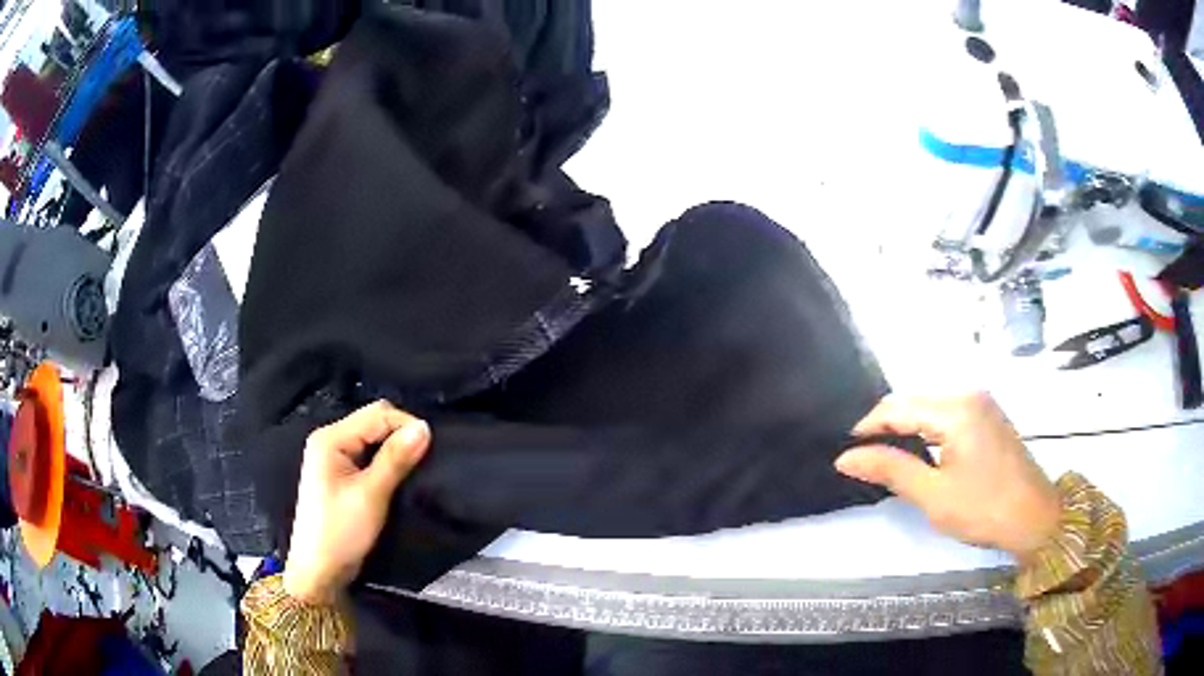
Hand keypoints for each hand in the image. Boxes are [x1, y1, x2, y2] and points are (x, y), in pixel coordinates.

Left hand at [283, 401, 430, 604]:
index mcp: (331, 438)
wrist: (320, 570)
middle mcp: (330, 440)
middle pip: (373, 421)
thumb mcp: (371, 495)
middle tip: (426, 456)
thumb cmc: (341, 532)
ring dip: (395, 447)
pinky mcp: (340, 474)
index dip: (406, 425)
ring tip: (417, 465)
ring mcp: (333, 457)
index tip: (433, 447)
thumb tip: (424, 428)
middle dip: (401, 433)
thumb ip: (395, 459)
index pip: (376, 414)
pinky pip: (368, 454)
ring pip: (372, 438)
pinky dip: (386, 459)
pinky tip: (400, 473)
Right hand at [835, 393, 1059, 562]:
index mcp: (956, 409)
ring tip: (886, 458)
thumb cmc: (983, 509)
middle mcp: (969, 395)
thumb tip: (847, 458)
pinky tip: (920, 453)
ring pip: (930, 408)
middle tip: (864, 460)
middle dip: (886, 427)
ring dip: (907, 429)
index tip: (846, 452)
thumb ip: (891, 469)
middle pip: (915, 402)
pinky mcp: (989, 417)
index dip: (868, 426)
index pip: (899, 406)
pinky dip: (927, 431)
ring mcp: (982, 404)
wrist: (1035, 518)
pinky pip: (948, 415)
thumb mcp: (933, 495)